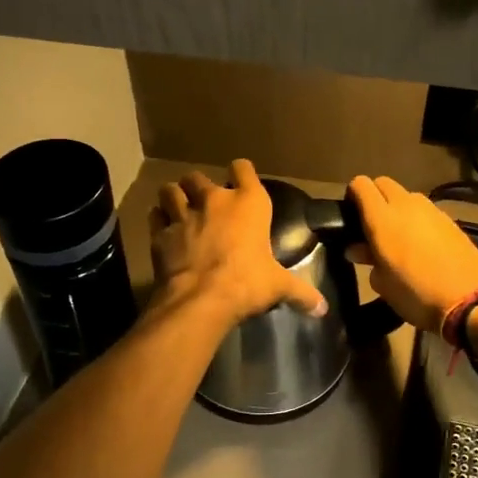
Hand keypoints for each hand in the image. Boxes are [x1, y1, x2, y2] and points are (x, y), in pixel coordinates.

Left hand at [149, 160, 327, 327]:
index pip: (243, 168)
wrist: (201, 299)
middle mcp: (214, 200)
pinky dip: (158, 220)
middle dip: (199, 187)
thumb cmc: (247, 283)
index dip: (241, 172)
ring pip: (171, 190)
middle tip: (204, 203)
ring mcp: (183, 214)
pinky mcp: (160, 233)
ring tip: (179, 209)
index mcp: (249, 203)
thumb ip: (301, 293)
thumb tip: (323, 309)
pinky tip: (163, 230)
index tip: (240, 180)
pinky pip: (155, 215)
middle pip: (199, 177)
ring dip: (174, 197)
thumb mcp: (278, 286)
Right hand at [346, 175, 477, 335]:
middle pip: (384, 184)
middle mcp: (406, 205)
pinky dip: (418, 219)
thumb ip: (367, 259)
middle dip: (375, 197)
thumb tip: (357, 249)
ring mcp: (432, 210)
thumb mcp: (383, 284)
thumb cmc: (416, 294)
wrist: (470, 301)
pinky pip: (426, 210)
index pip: (361, 185)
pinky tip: (422, 244)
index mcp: (382, 218)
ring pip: (407, 196)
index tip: (351, 215)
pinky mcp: (451, 220)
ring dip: (398, 208)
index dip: (353, 195)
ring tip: (399, 235)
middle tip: (372, 225)